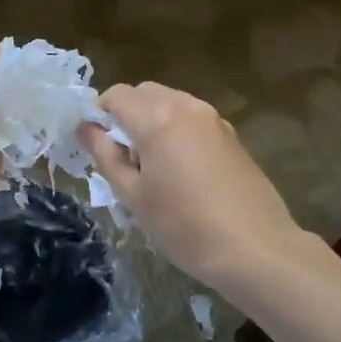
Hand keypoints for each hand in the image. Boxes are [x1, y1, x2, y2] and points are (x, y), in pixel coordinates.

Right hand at [79, 83, 309, 284]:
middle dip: (125, 115)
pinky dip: (176, 130)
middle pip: (144, 93)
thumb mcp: (133, 195)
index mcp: (157, 118)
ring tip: (151, 166)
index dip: (98, 115)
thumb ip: (105, 155)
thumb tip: (85, 128)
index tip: (96, 146)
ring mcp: (213, 119)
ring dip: (151, 121)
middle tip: (122, 158)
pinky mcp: (231, 135)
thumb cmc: (183, 226)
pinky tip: (180, 171)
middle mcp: (186, 107)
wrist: (254, 248)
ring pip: (170, 103)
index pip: (115, 95)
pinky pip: (191, 119)